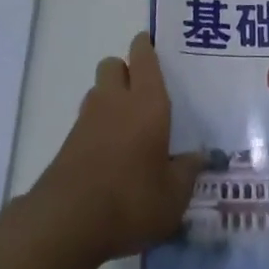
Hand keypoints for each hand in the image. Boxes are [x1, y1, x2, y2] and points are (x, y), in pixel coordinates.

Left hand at [29, 34, 202, 264]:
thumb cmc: (131, 200)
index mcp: (147, 102)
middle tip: (145, 92)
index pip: (143, 56)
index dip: (146, 46)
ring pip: (98, 89)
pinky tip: (112, 153)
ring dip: (111, 96)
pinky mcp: (68, 143)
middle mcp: (115, 101)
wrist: (67, 222)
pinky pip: (87, 119)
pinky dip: (98, 126)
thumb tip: (202, 156)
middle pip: (113, 64)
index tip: (155, 47)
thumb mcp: (173, 195)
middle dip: (126, 69)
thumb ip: (188, 171)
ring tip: (130, 124)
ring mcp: (87, 120)